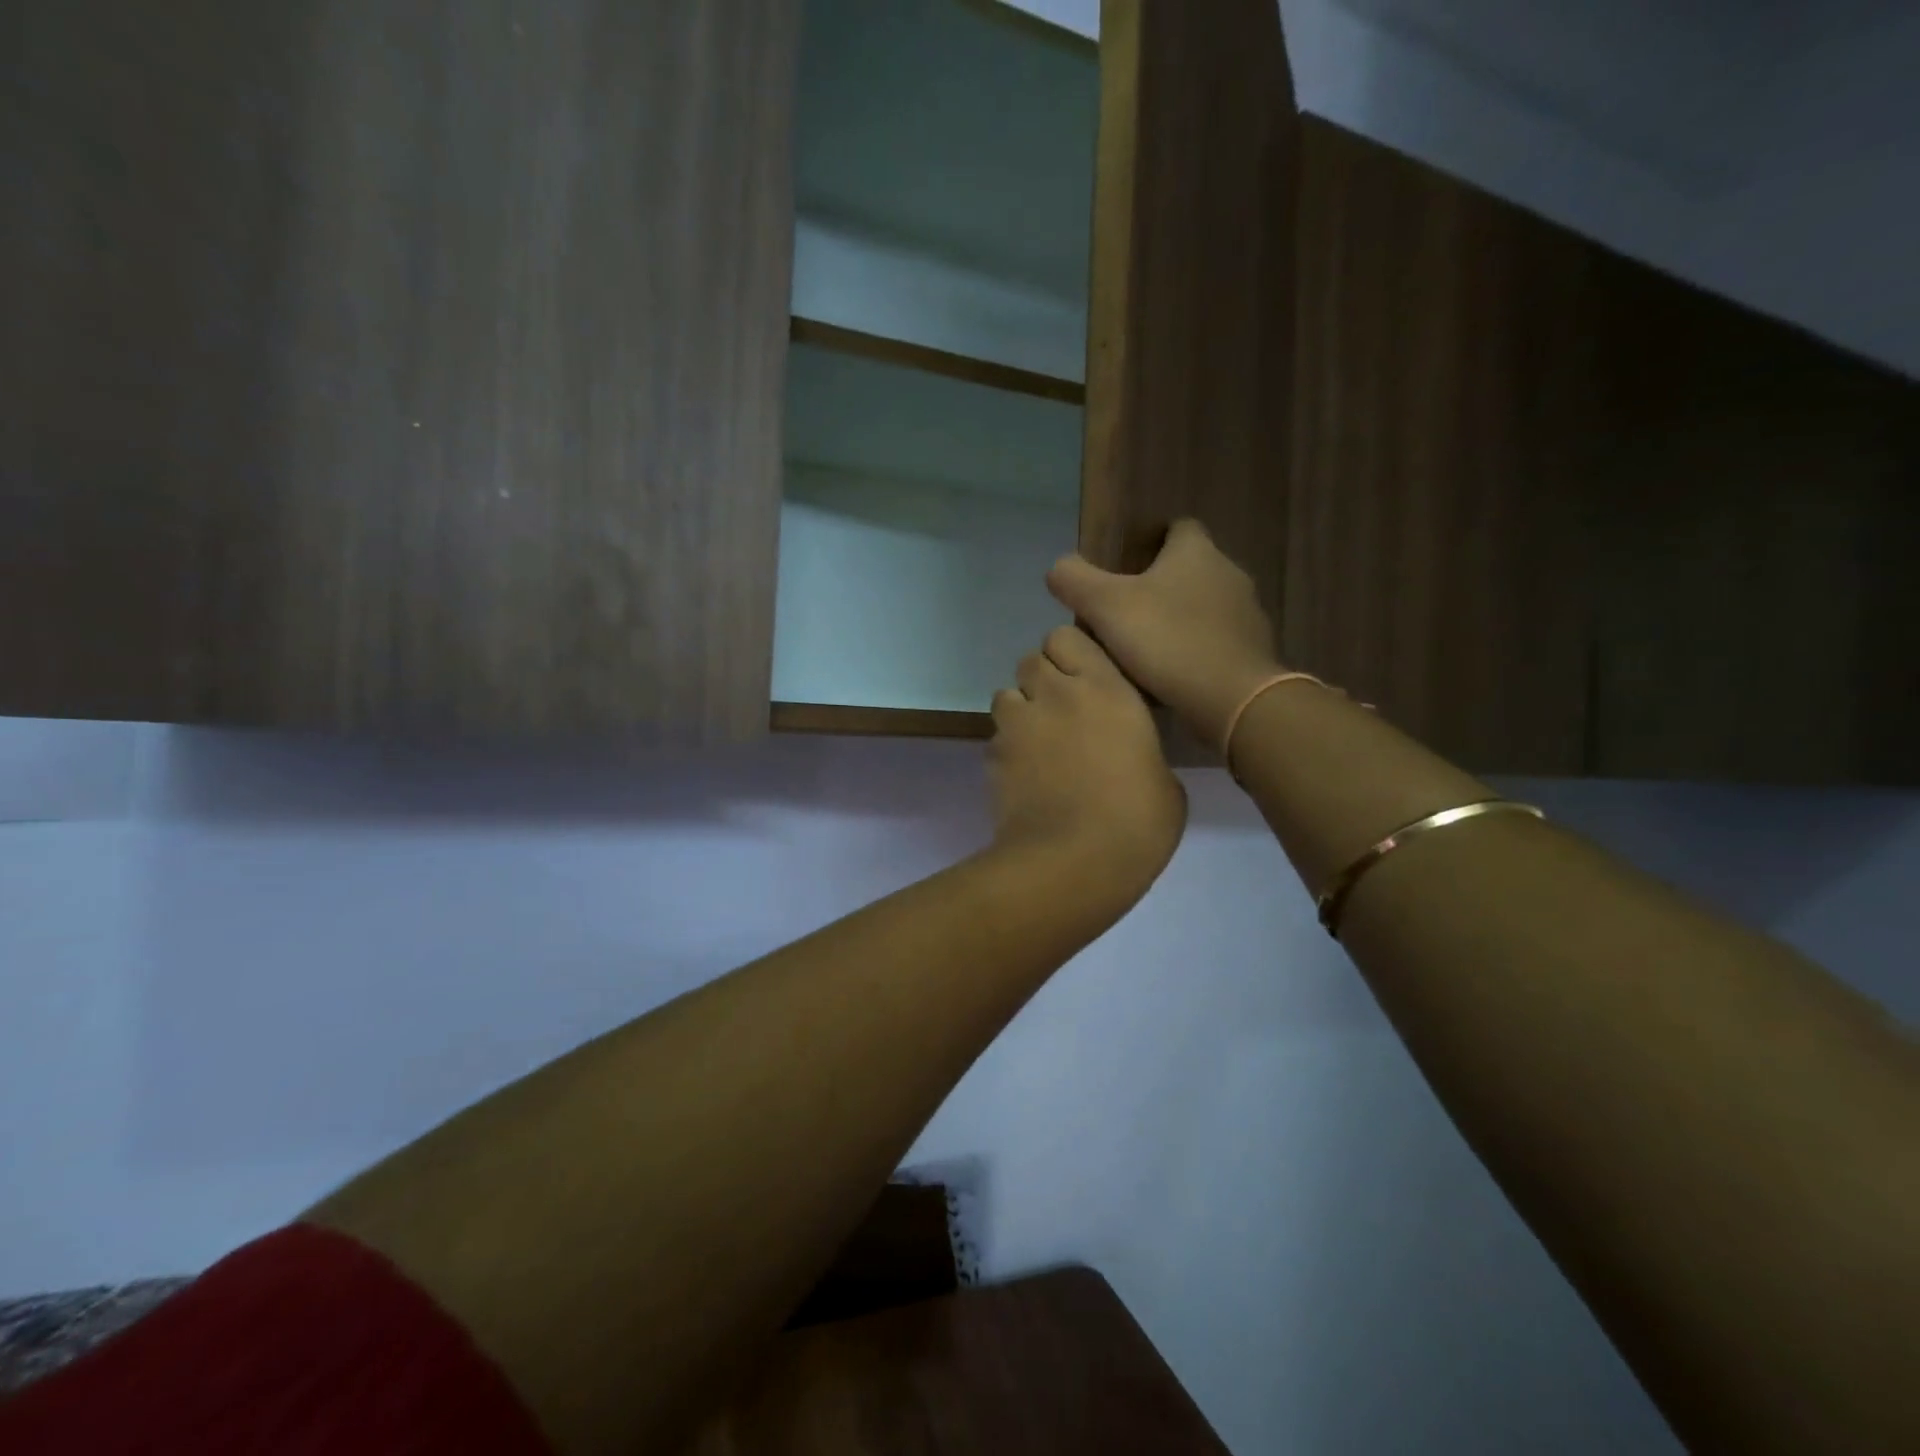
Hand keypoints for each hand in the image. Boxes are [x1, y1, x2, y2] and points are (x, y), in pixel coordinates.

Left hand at [988, 625, 1186, 892]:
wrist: (1072, 864)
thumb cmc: (1137, 823)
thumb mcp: (1163, 780)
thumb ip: (1139, 748)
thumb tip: (1128, 756)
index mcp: (1105, 689)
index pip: (1067, 636)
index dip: (1071, 654)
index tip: (1086, 680)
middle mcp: (1054, 695)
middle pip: (1030, 659)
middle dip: (1042, 680)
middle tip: (1062, 713)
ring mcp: (1017, 726)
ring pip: (1005, 695)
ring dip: (1020, 710)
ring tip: (1039, 745)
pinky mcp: (992, 757)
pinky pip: (996, 738)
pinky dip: (1008, 750)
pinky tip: (1026, 779)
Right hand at [1047, 520, 1281, 749]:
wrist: (1232, 697)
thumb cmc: (1167, 640)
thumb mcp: (1105, 606)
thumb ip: (1075, 580)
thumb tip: (1058, 567)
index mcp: (1196, 552)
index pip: (1178, 528)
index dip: (1152, 541)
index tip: (1125, 566)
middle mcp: (1228, 573)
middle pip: (1189, 570)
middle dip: (1159, 587)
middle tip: (1123, 614)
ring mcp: (1247, 614)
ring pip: (1203, 609)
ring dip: (1177, 622)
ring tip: (1143, 651)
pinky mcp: (1253, 652)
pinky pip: (1216, 644)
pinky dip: (1194, 653)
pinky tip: (1170, 678)